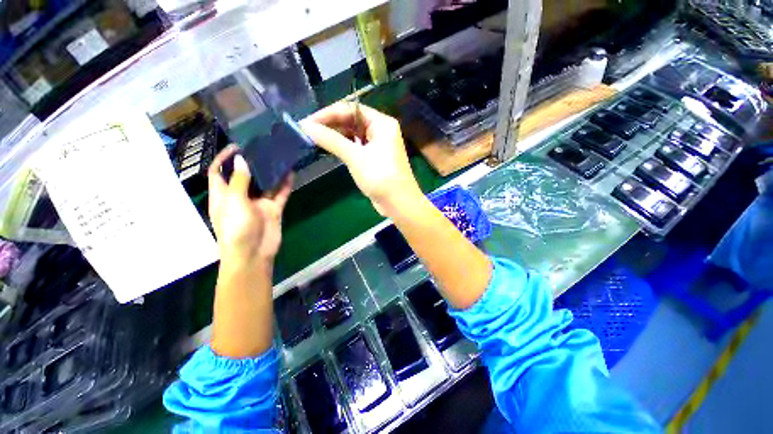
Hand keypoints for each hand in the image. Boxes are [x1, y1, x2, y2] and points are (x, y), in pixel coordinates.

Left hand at [208, 145, 292, 273]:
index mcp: (223, 195)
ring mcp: (258, 203)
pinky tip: (291, 173)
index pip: (219, 171)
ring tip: (279, 156)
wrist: (254, 254)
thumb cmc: (237, 229)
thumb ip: (239, 181)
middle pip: (244, 175)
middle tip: (263, 148)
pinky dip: (285, 185)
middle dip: (251, 162)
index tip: (237, 146)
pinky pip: (280, 194)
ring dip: (270, 172)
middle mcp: (240, 197)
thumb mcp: (234, 203)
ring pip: (265, 184)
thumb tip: (241, 159)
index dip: (224, 158)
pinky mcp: (273, 209)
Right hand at [301, 103, 422, 215]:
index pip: (351, 109)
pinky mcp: (374, 158)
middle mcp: (381, 130)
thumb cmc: (380, 176)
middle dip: (331, 125)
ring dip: (336, 136)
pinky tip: (329, 149)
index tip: (307, 122)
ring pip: (353, 134)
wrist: (398, 203)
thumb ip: (331, 140)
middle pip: (352, 120)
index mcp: (381, 123)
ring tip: (314, 139)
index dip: (328, 114)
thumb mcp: (355, 157)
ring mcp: (378, 145)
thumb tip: (306, 127)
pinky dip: (343, 147)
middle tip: (307, 131)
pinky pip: (356, 147)